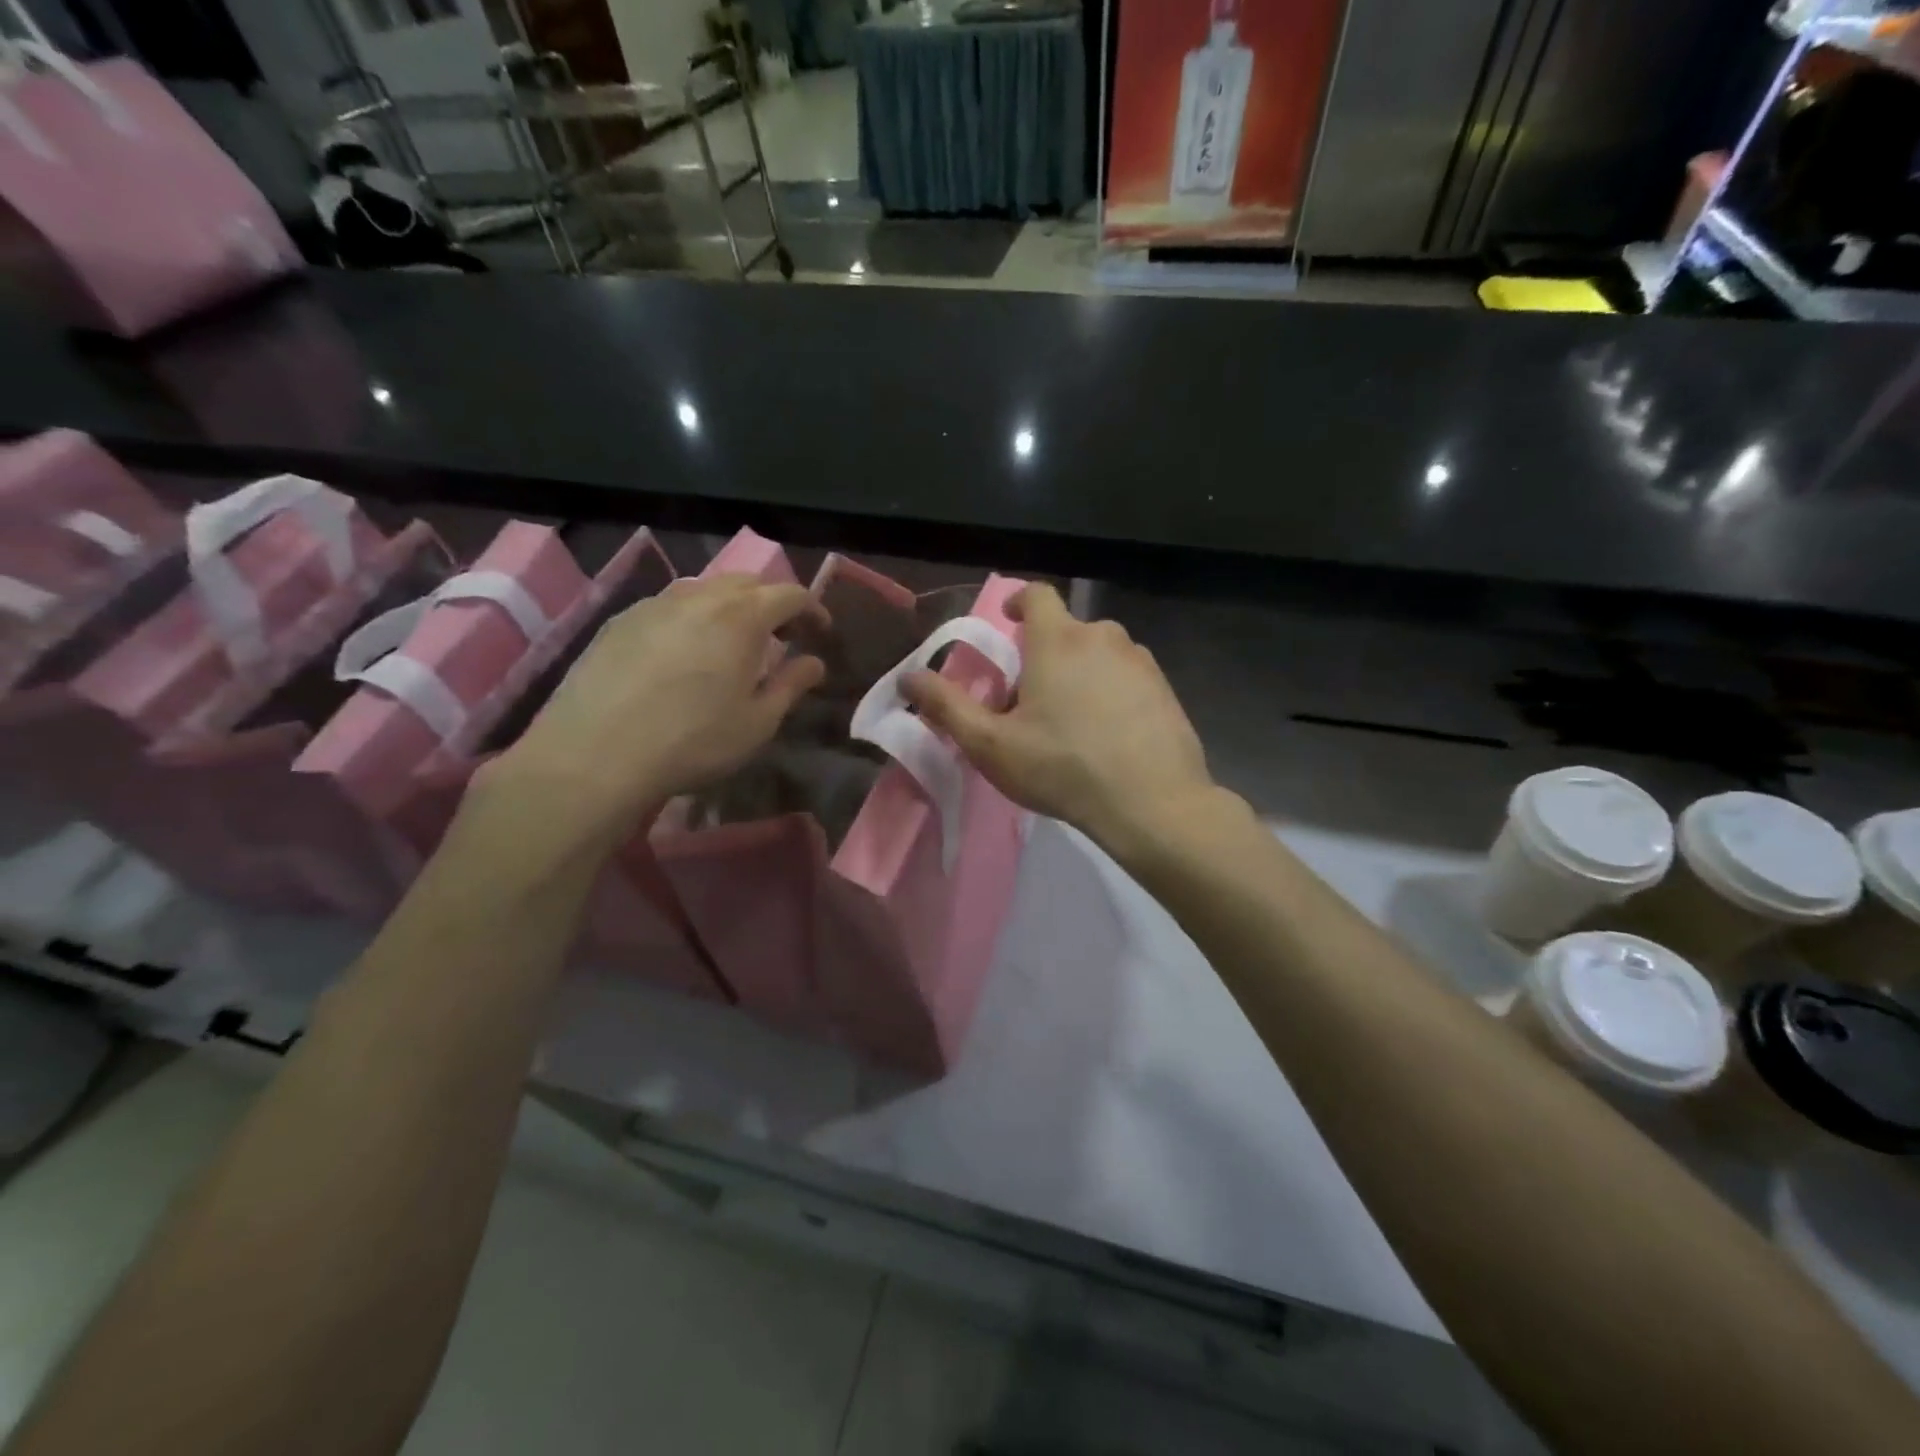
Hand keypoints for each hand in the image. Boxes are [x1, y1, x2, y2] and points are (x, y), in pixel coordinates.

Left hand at [487, 574, 824, 850]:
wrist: (594, 755)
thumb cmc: (693, 741)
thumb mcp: (757, 723)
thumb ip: (791, 685)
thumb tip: (814, 662)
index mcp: (741, 617)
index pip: (789, 594)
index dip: (813, 609)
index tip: (821, 632)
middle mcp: (699, 597)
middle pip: (747, 583)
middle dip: (773, 602)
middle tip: (783, 635)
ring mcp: (654, 605)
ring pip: (705, 590)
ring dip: (731, 607)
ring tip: (734, 642)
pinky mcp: (620, 621)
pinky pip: (670, 606)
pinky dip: (693, 617)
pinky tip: (686, 651)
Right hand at [904, 583, 1215, 855]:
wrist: (1151, 802)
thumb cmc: (1062, 767)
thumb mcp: (991, 744)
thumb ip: (947, 706)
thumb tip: (908, 677)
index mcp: (1058, 640)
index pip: (1037, 594)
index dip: (1018, 601)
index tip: (1008, 621)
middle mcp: (1103, 637)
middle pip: (1067, 630)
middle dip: (1046, 652)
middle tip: (1031, 698)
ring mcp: (1141, 662)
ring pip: (1100, 654)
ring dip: (1081, 672)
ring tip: (1071, 720)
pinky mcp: (1166, 689)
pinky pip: (1128, 677)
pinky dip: (1112, 692)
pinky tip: (1108, 734)